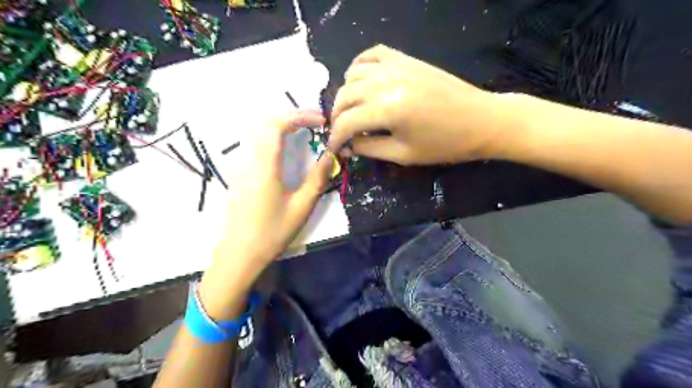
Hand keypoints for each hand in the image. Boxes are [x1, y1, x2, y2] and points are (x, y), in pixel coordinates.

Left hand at [204, 109, 335, 290]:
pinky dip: (271, 136)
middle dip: (291, 115)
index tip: (321, 120)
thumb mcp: (302, 207)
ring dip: (280, 124)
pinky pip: (253, 145)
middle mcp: (248, 160)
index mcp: (265, 167)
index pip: (277, 126)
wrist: (240, 254)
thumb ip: (317, 178)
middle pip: (265, 123)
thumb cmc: (272, 232)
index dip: (300, 116)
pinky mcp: (237, 175)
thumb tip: (330, 155)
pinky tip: (283, 146)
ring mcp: (239, 167)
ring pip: (257, 132)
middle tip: (314, 121)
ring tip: (302, 129)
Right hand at [328, 44, 509, 165]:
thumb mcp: (404, 155)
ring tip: (351, 111)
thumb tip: (348, 145)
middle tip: (341, 132)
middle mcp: (387, 82)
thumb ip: (370, 148)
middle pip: (345, 96)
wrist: (481, 120)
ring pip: (353, 75)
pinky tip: (360, 81)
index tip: (334, 148)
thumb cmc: (445, 145)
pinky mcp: (406, 59)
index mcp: (388, 110)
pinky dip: (359, 67)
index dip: (336, 137)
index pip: (347, 122)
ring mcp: (397, 66)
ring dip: (346, 94)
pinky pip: (373, 54)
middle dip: (337, 117)